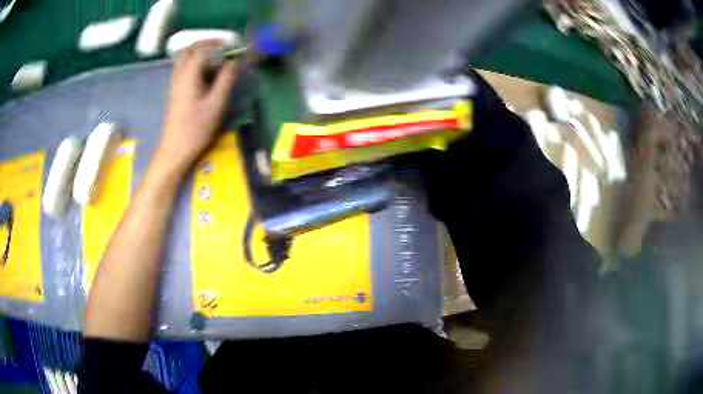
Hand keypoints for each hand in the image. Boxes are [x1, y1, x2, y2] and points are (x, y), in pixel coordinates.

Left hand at [158, 41, 237, 169]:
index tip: (234, 47)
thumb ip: (226, 79)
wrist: (176, 149)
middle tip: (221, 47)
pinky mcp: (175, 91)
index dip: (220, 45)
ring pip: (183, 58)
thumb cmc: (196, 127)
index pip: (204, 49)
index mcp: (189, 74)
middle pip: (188, 49)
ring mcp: (175, 83)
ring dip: (198, 52)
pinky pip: (182, 68)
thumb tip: (235, 62)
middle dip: (205, 43)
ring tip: (215, 57)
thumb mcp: (216, 103)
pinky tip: (204, 72)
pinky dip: (193, 62)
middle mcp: (179, 74)